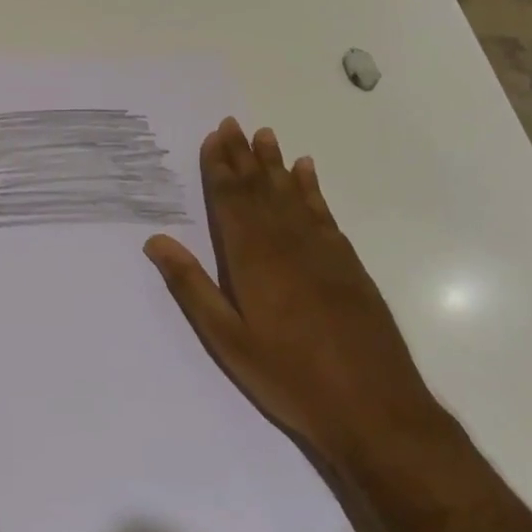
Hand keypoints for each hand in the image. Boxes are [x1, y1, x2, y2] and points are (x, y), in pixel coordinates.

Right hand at [144, 118, 436, 461]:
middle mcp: (286, 241)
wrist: (376, 408)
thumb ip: (192, 286)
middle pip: (259, 188)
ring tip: (264, 134)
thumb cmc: (290, 376)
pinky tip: (306, 171)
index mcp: (252, 257)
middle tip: (232, 123)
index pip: (231, 200)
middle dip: (243, 155)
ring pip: (291, 193)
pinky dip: (311, 188)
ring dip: (275, 163)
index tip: (213, 137)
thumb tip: (156, 241)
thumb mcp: (228, 339)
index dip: (220, 167)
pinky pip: (323, 211)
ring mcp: (321, 249)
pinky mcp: (347, 263)